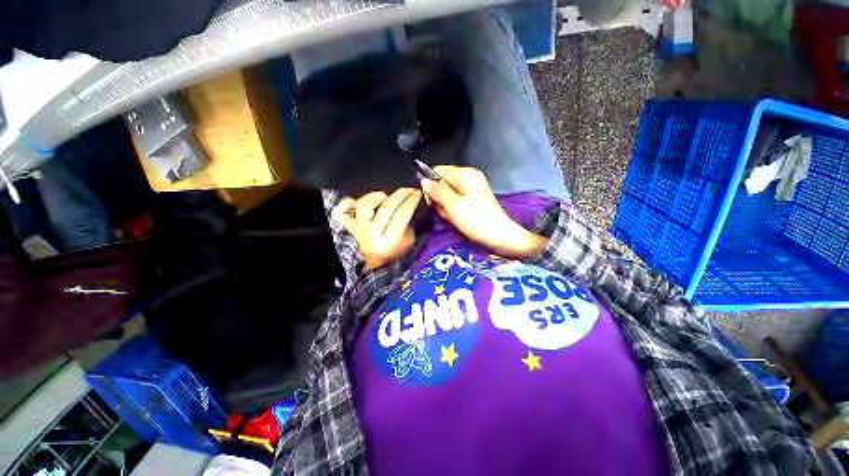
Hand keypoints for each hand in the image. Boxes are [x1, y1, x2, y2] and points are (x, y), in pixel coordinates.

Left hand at [333, 188, 422, 271]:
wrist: (363, 263)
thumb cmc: (387, 252)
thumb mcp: (406, 244)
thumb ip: (409, 228)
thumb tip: (411, 208)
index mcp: (390, 240)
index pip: (403, 214)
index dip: (411, 200)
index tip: (417, 193)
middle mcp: (372, 233)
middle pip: (387, 206)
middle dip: (401, 194)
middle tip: (408, 189)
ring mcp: (356, 227)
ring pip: (366, 204)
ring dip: (377, 197)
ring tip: (384, 197)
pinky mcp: (342, 222)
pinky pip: (345, 206)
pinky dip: (351, 201)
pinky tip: (359, 204)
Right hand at [421, 166, 546, 258]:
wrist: (500, 236)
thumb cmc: (476, 220)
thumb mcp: (453, 205)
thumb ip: (437, 191)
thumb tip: (424, 181)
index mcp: (465, 174)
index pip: (437, 171)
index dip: (430, 185)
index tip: (431, 202)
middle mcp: (469, 176)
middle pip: (443, 182)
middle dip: (440, 198)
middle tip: (446, 212)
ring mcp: (472, 188)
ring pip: (448, 193)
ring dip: (446, 206)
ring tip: (453, 218)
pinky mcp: (474, 198)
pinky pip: (456, 200)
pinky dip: (453, 209)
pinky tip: (457, 219)